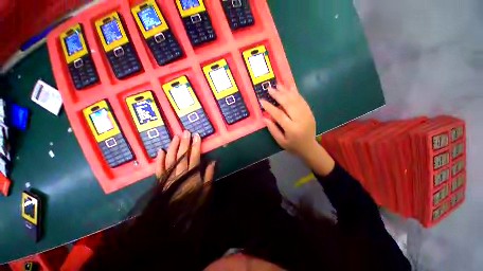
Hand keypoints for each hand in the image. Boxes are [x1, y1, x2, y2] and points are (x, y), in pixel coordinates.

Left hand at [155, 130, 215, 201]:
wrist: (173, 220)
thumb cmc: (192, 203)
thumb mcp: (205, 191)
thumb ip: (209, 175)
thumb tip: (213, 161)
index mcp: (191, 175)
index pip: (194, 156)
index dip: (196, 146)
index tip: (196, 136)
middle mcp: (179, 173)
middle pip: (182, 155)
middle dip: (184, 143)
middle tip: (186, 132)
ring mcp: (168, 176)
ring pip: (170, 158)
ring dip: (173, 147)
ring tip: (175, 137)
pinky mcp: (160, 181)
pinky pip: (158, 168)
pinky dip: (159, 160)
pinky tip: (161, 151)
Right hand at [261, 85, 334, 175]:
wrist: (309, 147)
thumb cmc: (292, 146)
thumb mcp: (280, 141)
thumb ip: (272, 129)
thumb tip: (264, 117)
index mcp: (292, 129)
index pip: (279, 115)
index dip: (270, 107)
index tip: (262, 100)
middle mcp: (300, 119)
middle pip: (289, 104)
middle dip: (278, 95)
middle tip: (270, 88)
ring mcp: (307, 114)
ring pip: (296, 100)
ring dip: (286, 91)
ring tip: (278, 85)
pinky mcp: (309, 112)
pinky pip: (302, 100)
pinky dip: (295, 93)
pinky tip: (289, 87)